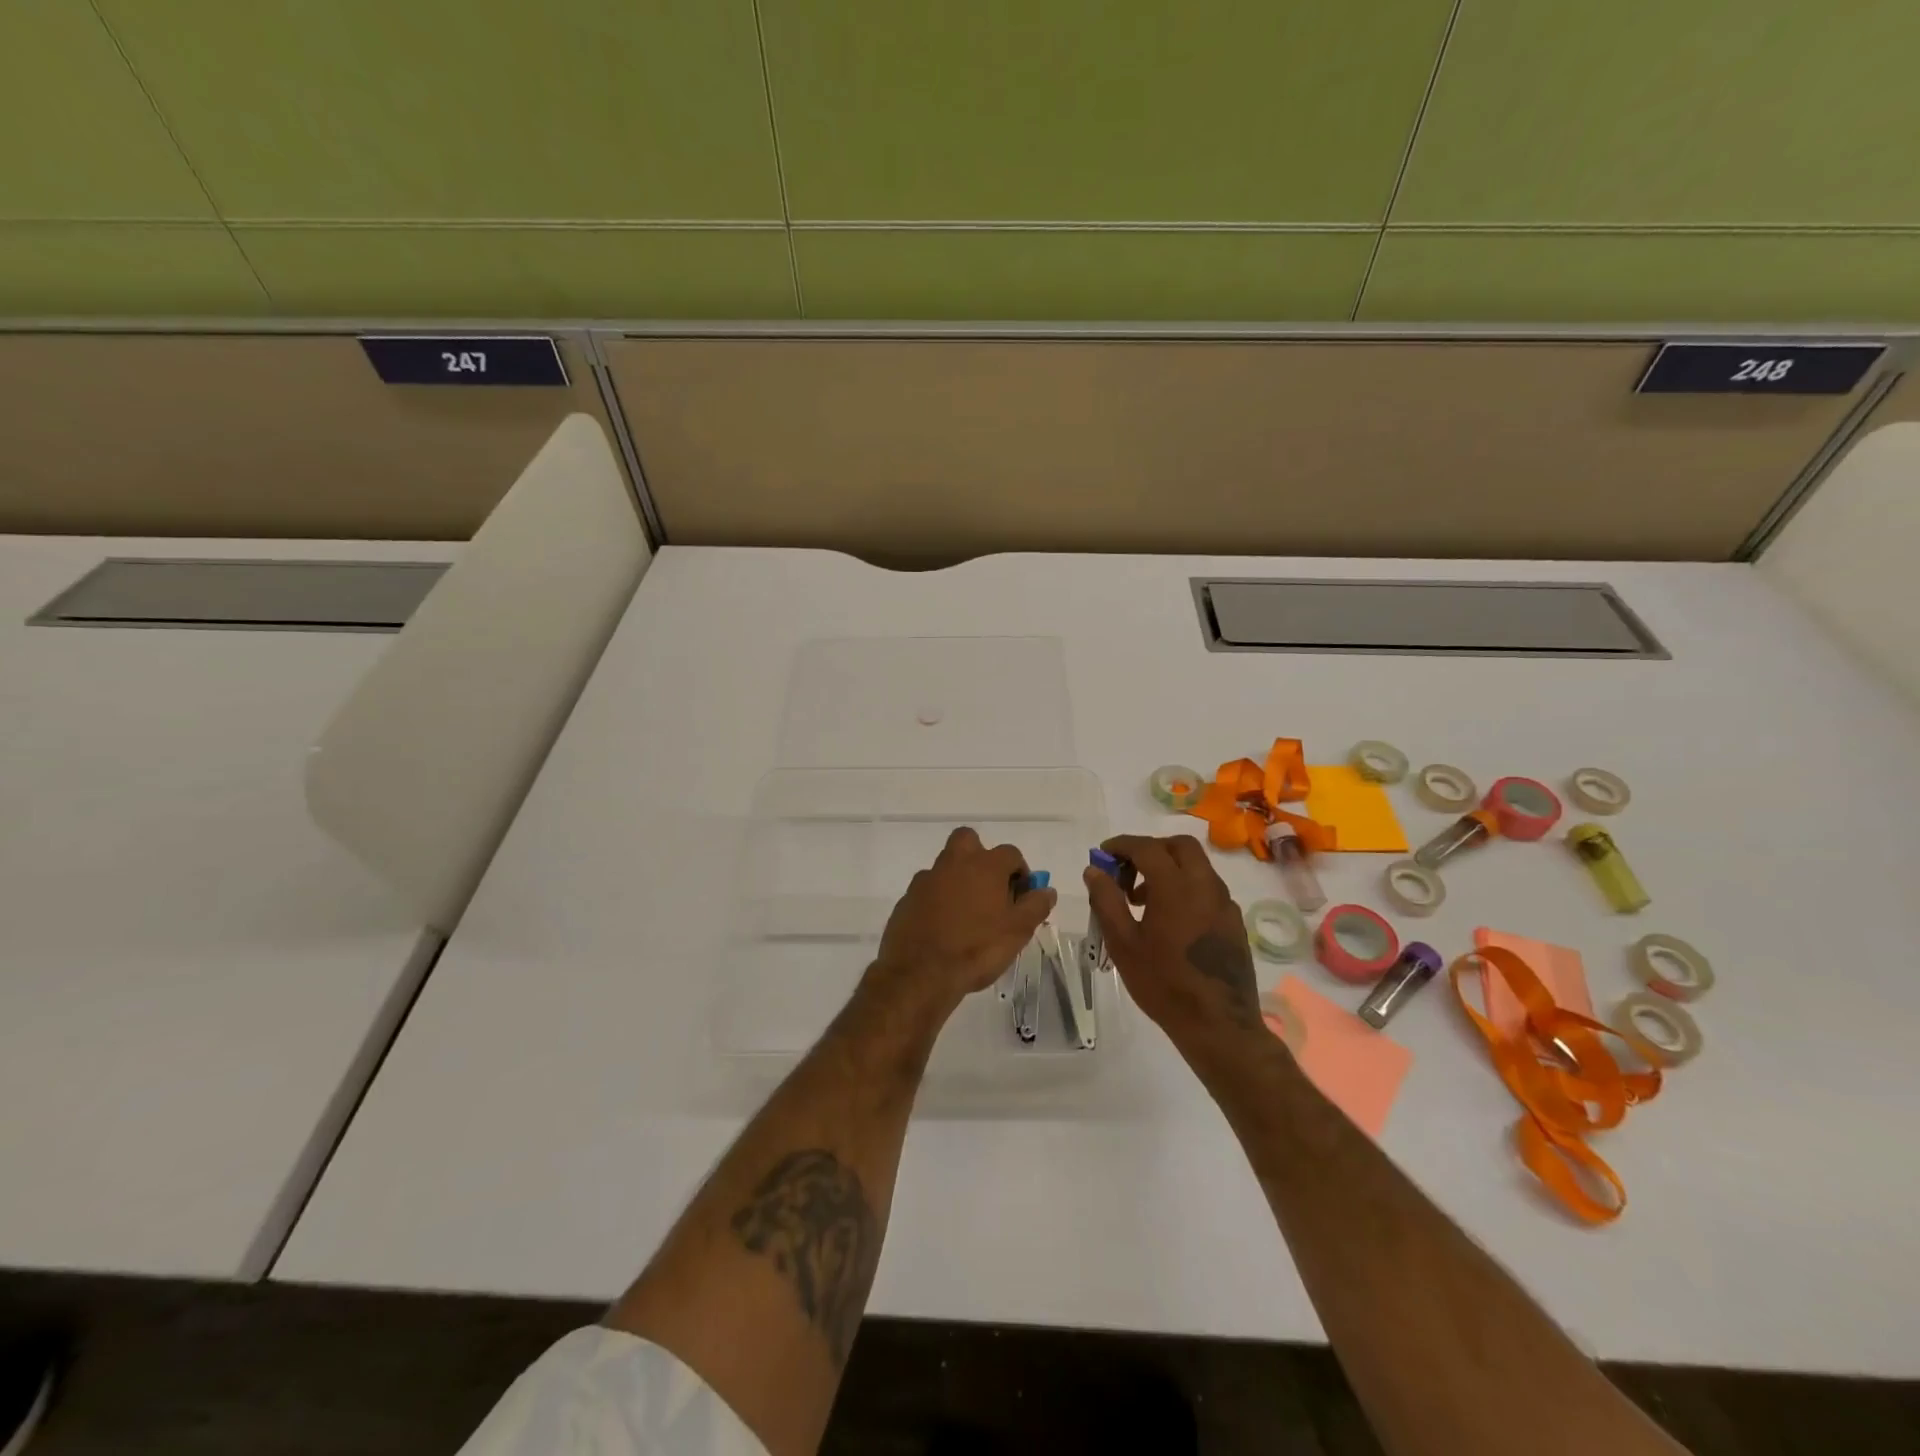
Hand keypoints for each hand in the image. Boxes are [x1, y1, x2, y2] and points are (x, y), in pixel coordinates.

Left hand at [869, 827, 1056, 1020]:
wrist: (921, 973)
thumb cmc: (977, 948)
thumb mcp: (1017, 931)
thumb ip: (1035, 906)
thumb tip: (1047, 890)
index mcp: (984, 865)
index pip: (1010, 853)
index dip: (1020, 871)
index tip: (1022, 895)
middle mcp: (954, 863)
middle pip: (968, 840)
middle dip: (980, 856)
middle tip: (989, 887)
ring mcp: (927, 879)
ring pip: (946, 866)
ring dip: (958, 879)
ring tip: (967, 914)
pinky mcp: (907, 898)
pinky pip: (928, 890)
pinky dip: (937, 900)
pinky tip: (943, 926)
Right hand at [1083, 834, 1268, 1057]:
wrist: (1218, 1024)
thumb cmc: (1163, 983)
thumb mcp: (1123, 943)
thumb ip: (1106, 901)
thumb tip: (1094, 871)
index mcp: (1175, 886)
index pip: (1147, 847)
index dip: (1121, 845)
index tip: (1103, 854)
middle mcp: (1205, 885)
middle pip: (1179, 846)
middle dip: (1151, 849)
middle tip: (1128, 872)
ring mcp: (1224, 902)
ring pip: (1197, 866)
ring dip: (1169, 868)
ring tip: (1143, 900)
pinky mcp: (1234, 921)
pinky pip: (1208, 888)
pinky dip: (1186, 887)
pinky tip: (1171, 919)